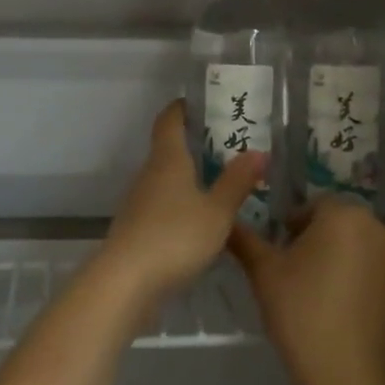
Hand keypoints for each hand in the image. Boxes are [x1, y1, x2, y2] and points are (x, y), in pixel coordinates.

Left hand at [93, 101, 265, 313]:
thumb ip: (237, 182)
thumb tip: (258, 151)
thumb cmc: (175, 237)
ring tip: (221, 181)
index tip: (199, 101)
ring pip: (166, 179)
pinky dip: (182, 203)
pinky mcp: (137, 230)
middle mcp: (149, 174)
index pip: (169, 121)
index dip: (181, 108)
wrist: (126, 282)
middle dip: (193, 144)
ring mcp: (139, 203)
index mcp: (168, 160)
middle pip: (168, 149)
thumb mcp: (217, 211)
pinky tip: (202, 219)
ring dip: (189, 177)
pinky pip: (163, 205)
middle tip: (227, 144)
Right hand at [228, 197, 384, 384]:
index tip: (279, 253)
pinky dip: (359, 279)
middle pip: (339, 224)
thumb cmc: (302, 315)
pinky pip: (376, 271)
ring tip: (317, 292)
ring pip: (359, 247)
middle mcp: (380, 229)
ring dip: (339, 258)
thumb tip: (226, 221)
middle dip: (317, 240)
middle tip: (294, 273)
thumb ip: (244, 240)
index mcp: (345, 216)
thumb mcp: (263, 273)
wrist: (349, 380)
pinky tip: (341, 309)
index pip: (313, 206)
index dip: (291, 227)